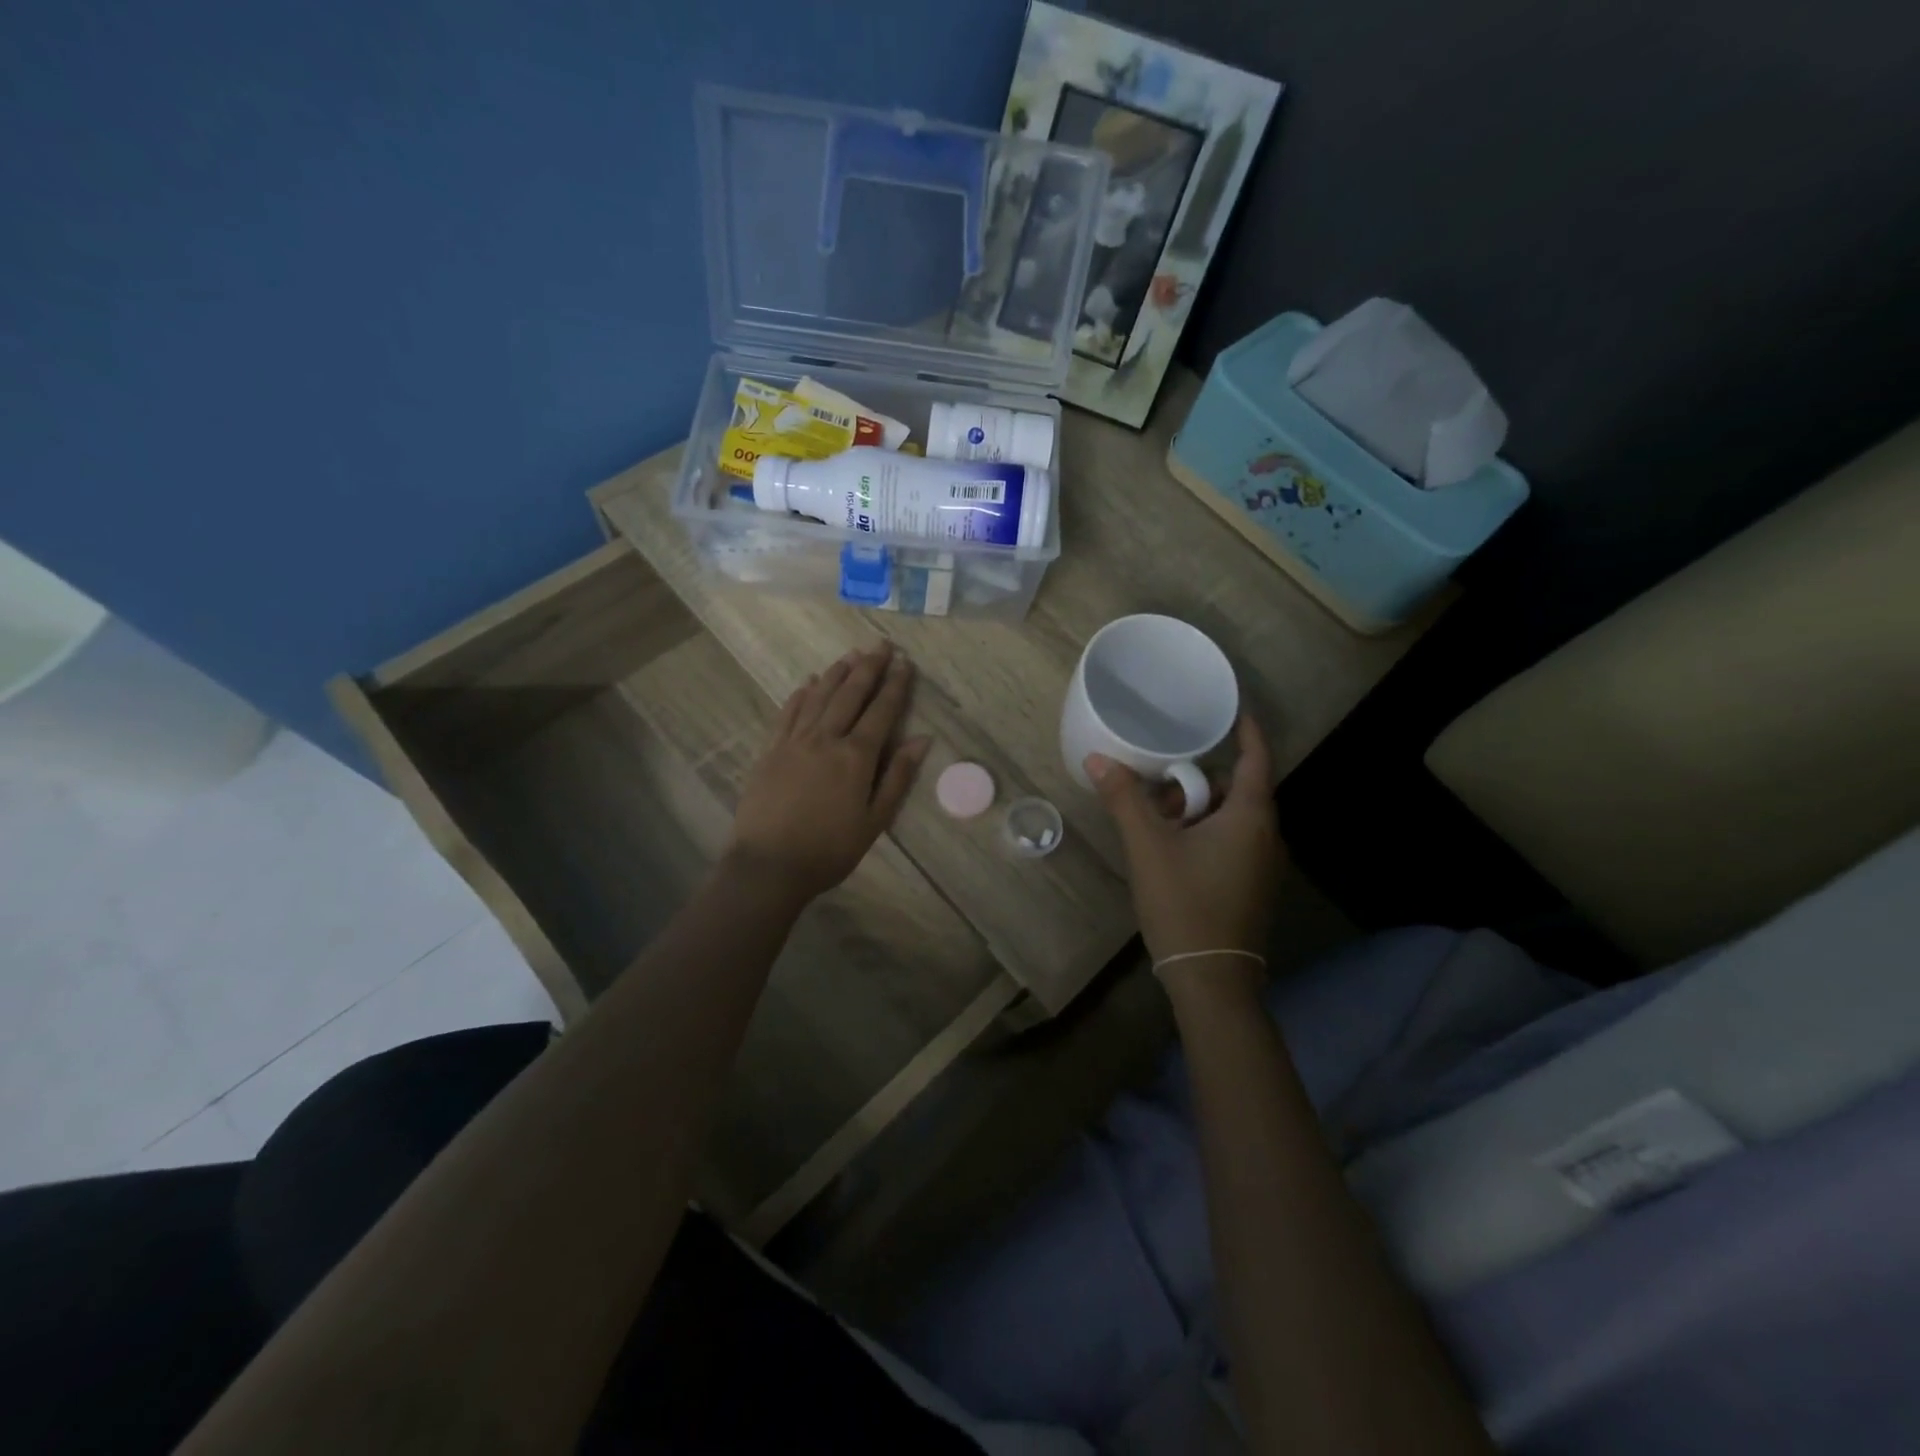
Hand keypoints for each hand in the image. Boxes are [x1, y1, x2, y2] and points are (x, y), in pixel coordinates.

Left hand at [729, 641, 930, 903]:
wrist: (769, 865)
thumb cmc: (830, 849)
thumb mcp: (875, 820)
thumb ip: (898, 777)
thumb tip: (922, 739)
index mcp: (856, 756)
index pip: (881, 711)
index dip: (895, 685)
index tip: (905, 662)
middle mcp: (826, 738)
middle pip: (850, 695)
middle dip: (868, 667)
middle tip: (880, 644)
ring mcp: (794, 741)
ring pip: (819, 697)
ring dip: (837, 673)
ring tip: (851, 654)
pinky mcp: (771, 750)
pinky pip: (788, 713)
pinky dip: (801, 694)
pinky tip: (809, 682)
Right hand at [1086, 713, 1284, 986]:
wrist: (1211, 980)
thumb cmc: (1184, 903)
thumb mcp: (1147, 846)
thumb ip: (1124, 798)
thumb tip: (1097, 758)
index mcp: (1250, 817)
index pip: (1256, 758)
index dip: (1247, 731)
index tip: (1231, 710)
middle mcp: (1266, 836)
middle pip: (1236, 789)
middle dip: (1198, 780)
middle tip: (1160, 784)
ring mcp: (1263, 865)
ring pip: (1231, 818)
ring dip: (1197, 810)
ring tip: (1157, 821)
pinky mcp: (1252, 886)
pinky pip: (1231, 842)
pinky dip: (1205, 832)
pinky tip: (1171, 849)